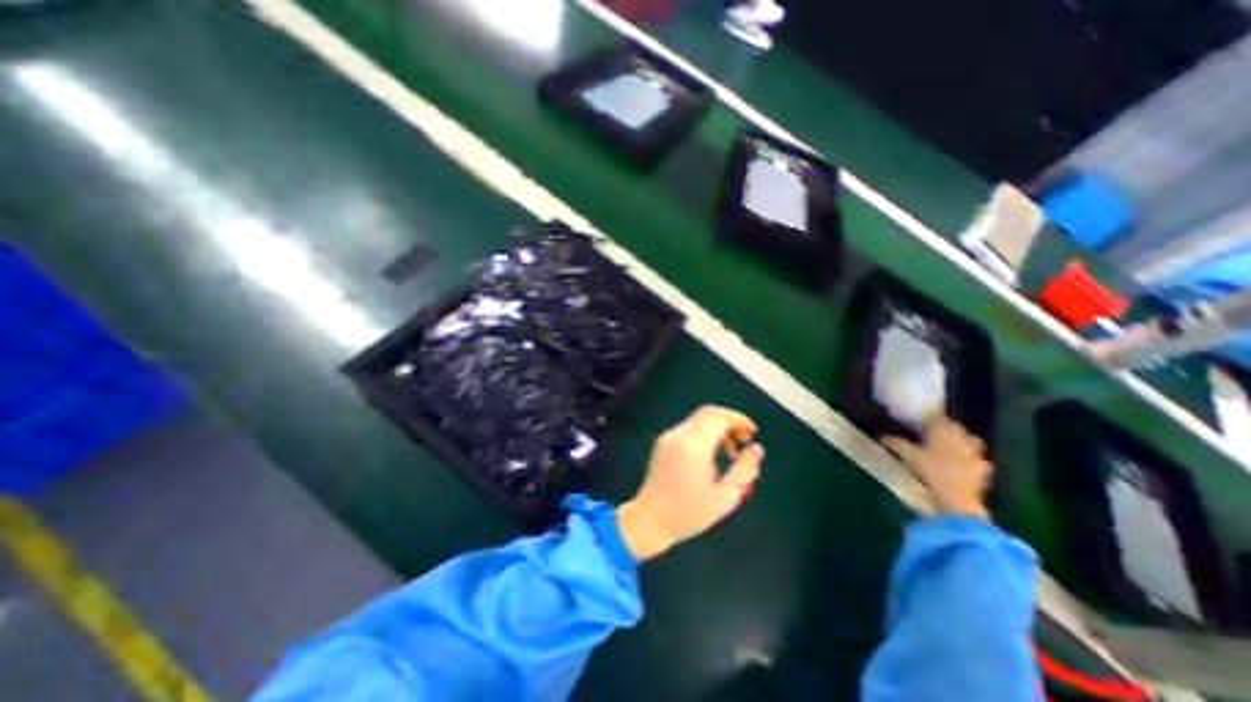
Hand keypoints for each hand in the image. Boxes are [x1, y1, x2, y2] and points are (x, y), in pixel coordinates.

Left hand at [614, 403, 762, 562]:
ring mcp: (668, 437)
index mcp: (693, 446)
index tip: (753, 433)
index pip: (718, 417)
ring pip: (698, 420)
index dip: (738, 420)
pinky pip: (689, 429)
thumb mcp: (724, 498)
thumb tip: (757, 448)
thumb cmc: (688, 513)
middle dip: (729, 421)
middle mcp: (679, 435)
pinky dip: (705, 434)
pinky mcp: (663, 443)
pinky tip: (713, 456)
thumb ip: (744, 470)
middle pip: (708, 413)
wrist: (649, 521)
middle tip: (744, 439)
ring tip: (732, 452)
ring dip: (718, 428)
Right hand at [882, 410, 991, 520]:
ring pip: (970, 441)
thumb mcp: (907, 455)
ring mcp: (976, 453)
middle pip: (955, 427)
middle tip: (931, 431)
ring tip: (948, 446)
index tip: (919, 418)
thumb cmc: (930, 470)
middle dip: (945, 427)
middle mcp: (962, 437)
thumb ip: (895, 443)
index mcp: (943, 430)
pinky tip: (962, 464)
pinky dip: (971, 459)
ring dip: (961, 441)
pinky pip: (978, 459)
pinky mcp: (983, 469)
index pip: (937, 416)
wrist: (956, 499)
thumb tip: (882, 436)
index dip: (929, 416)